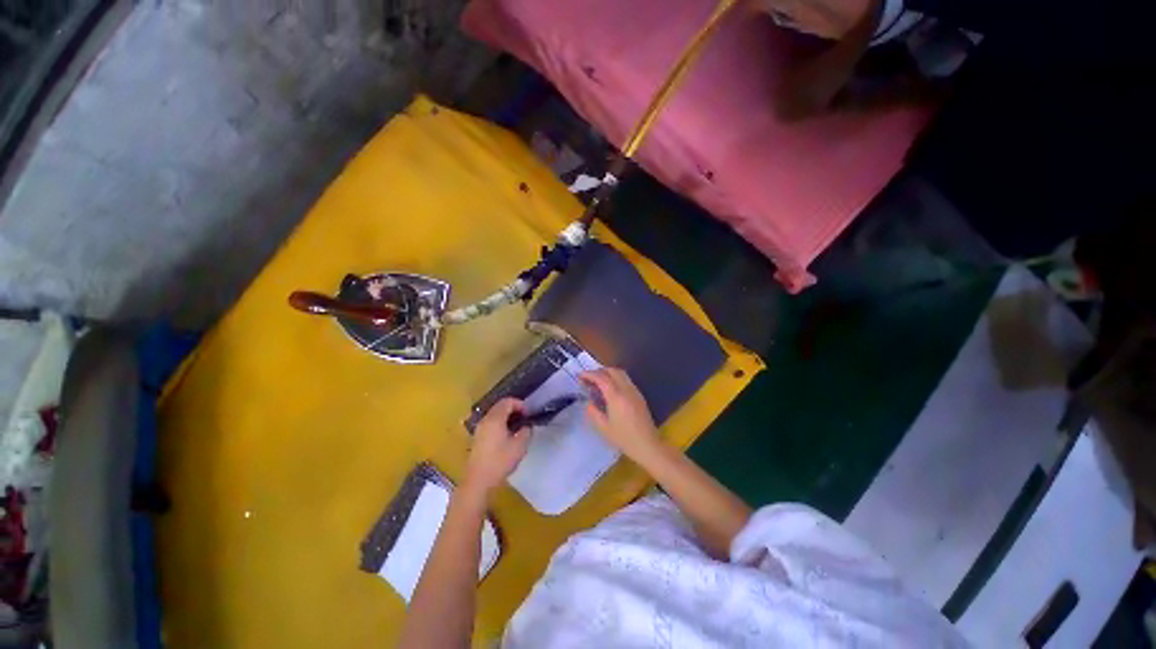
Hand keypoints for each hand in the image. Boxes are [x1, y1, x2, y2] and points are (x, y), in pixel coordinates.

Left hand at [465, 398, 532, 495]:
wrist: (478, 481)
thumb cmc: (499, 462)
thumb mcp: (519, 446)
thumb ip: (526, 432)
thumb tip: (526, 427)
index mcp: (495, 419)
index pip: (507, 401)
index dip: (520, 404)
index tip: (528, 414)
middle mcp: (485, 420)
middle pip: (499, 406)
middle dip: (513, 409)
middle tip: (525, 418)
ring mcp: (479, 429)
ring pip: (494, 415)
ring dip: (506, 417)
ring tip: (517, 427)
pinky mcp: (477, 439)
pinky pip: (490, 424)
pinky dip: (500, 424)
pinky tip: (507, 436)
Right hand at [579, 368, 660, 461]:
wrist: (647, 445)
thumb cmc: (624, 438)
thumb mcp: (603, 427)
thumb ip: (593, 411)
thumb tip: (589, 401)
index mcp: (616, 396)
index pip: (601, 378)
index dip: (589, 375)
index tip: (579, 376)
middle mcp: (626, 389)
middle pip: (612, 371)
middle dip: (599, 371)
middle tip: (588, 378)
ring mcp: (634, 391)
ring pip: (621, 373)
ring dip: (608, 373)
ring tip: (598, 383)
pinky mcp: (639, 396)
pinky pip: (626, 380)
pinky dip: (616, 379)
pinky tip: (610, 390)